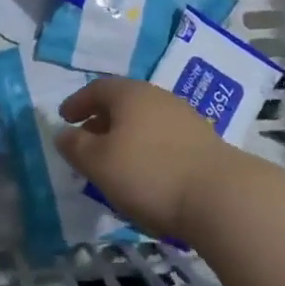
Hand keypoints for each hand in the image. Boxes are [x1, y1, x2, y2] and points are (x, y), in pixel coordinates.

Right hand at [56, 77, 250, 241]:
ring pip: (145, 121)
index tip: (64, 118)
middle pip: (123, 103)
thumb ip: (76, 146)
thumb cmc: (149, 174)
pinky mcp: (204, 142)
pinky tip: (147, 174)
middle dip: (101, 121)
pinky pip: (164, 138)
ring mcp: (184, 117)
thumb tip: (62, 133)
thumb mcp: (99, 163)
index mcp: (130, 94)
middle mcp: (157, 96)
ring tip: (115, 163)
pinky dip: (148, 149)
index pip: (97, 89)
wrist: (221, 196)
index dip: (77, 103)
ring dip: (126, 137)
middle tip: (87, 142)